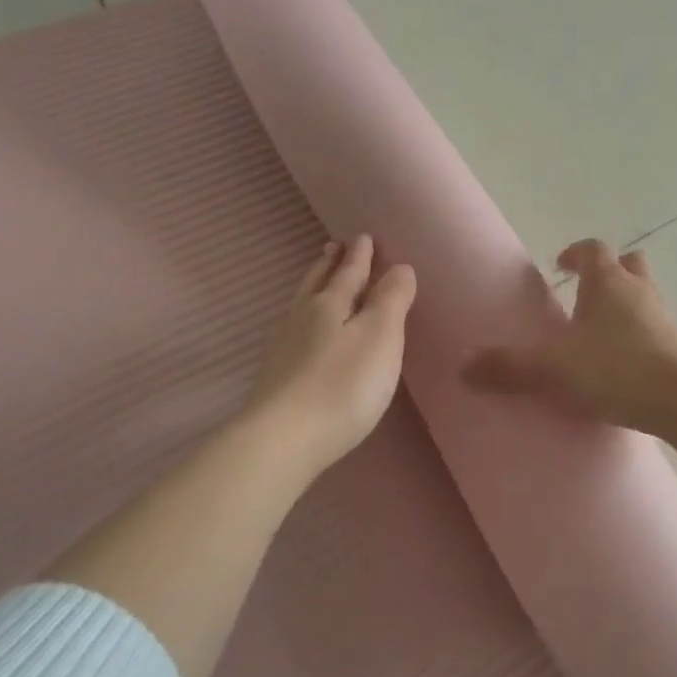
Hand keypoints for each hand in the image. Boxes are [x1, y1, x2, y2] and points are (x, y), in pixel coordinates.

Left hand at [242, 235, 416, 478]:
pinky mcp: (276, 375)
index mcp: (330, 304)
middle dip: (330, 265)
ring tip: (318, 278)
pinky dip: (304, 316)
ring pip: (302, 304)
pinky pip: (294, 328)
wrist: (283, 440)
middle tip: (334, 247)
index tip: (363, 236)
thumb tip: (399, 266)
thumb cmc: (343, 384)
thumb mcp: (380, 337)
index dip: (360, 256)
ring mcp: (284, 347)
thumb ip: (391, 300)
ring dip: (314, 286)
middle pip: (318, 283)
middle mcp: (303, 318)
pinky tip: (302, 328)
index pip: (349, 272)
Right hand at [465, 238, 676, 433]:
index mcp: (609, 282)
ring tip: (600, 333)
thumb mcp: (553, 367)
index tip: (560, 264)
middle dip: (608, 273)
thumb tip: (464, 366)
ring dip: (624, 305)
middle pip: (629, 264)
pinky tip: (622, 365)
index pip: (594, 249)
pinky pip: (656, 330)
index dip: (576, 252)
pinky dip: (638, 336)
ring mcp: (664, 318)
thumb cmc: (616, 368)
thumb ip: (509, 366)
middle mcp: (640, 291)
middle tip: (584, 294)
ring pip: (644, 296)